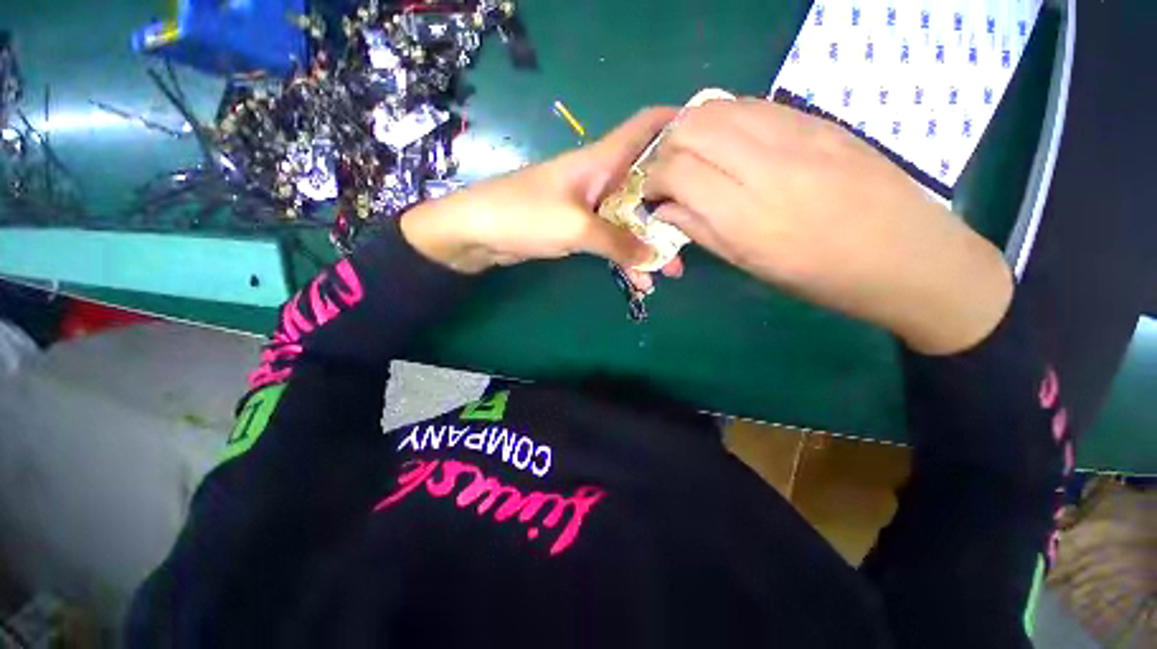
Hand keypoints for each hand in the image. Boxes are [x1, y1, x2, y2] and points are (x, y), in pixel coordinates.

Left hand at [401, 108, 683, 289]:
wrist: (478, 234)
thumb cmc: (525, 216)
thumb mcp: (577, 229)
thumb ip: (618, 242)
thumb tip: (654, 257)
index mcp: (602, 161)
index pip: (647, 126)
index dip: (678, 124)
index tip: (707, 143)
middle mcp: (601, 178)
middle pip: (647, 185)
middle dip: (670, 209)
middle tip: (693, 238)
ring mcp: (590, 205)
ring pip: (630, 219)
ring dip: (649, 244)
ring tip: (670, 273)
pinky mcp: (579, 228)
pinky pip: (611, 240)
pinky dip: (625, 258)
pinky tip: (638, 282)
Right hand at [644, 98, 1012, 354]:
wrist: (906, 255)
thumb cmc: (819, 275)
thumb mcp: (748, 264)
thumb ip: (699, 229)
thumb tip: (662, 209)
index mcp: (745, 214)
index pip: (676, 170)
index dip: (653, 178)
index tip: (654, 193)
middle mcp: (766, 164)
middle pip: (692, 127)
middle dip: (667, 148)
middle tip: (670, 173)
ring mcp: (797, 133)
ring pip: (720, 107)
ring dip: (694, 129)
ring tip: (696, 157)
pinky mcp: (817, 120)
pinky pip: (754, 106)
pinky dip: (727, 120)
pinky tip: (730, 145)